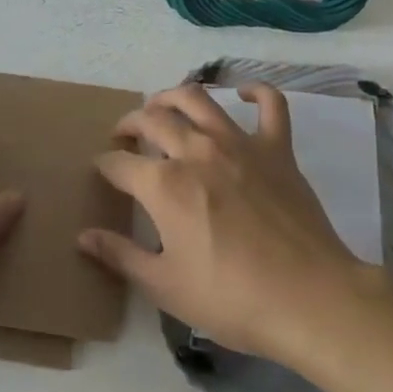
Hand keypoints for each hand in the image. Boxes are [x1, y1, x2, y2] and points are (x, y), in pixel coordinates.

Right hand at [78, 83, 377, 367]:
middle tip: (124, 136)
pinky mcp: (278, 148)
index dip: (104, 165)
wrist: (309, 299)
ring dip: (172, 96)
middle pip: (152, 120)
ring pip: (198, 99)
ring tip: (162, 106)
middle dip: (130, 124)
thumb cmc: (231, 299)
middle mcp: (196, 151)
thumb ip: (120, 256)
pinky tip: (243, 94)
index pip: (119, 164)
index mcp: (164, 185)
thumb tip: (83, 236)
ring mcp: (240, 144)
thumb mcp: (165, 286)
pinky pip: (271, 105)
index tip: (102, 171)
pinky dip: (256, 92)